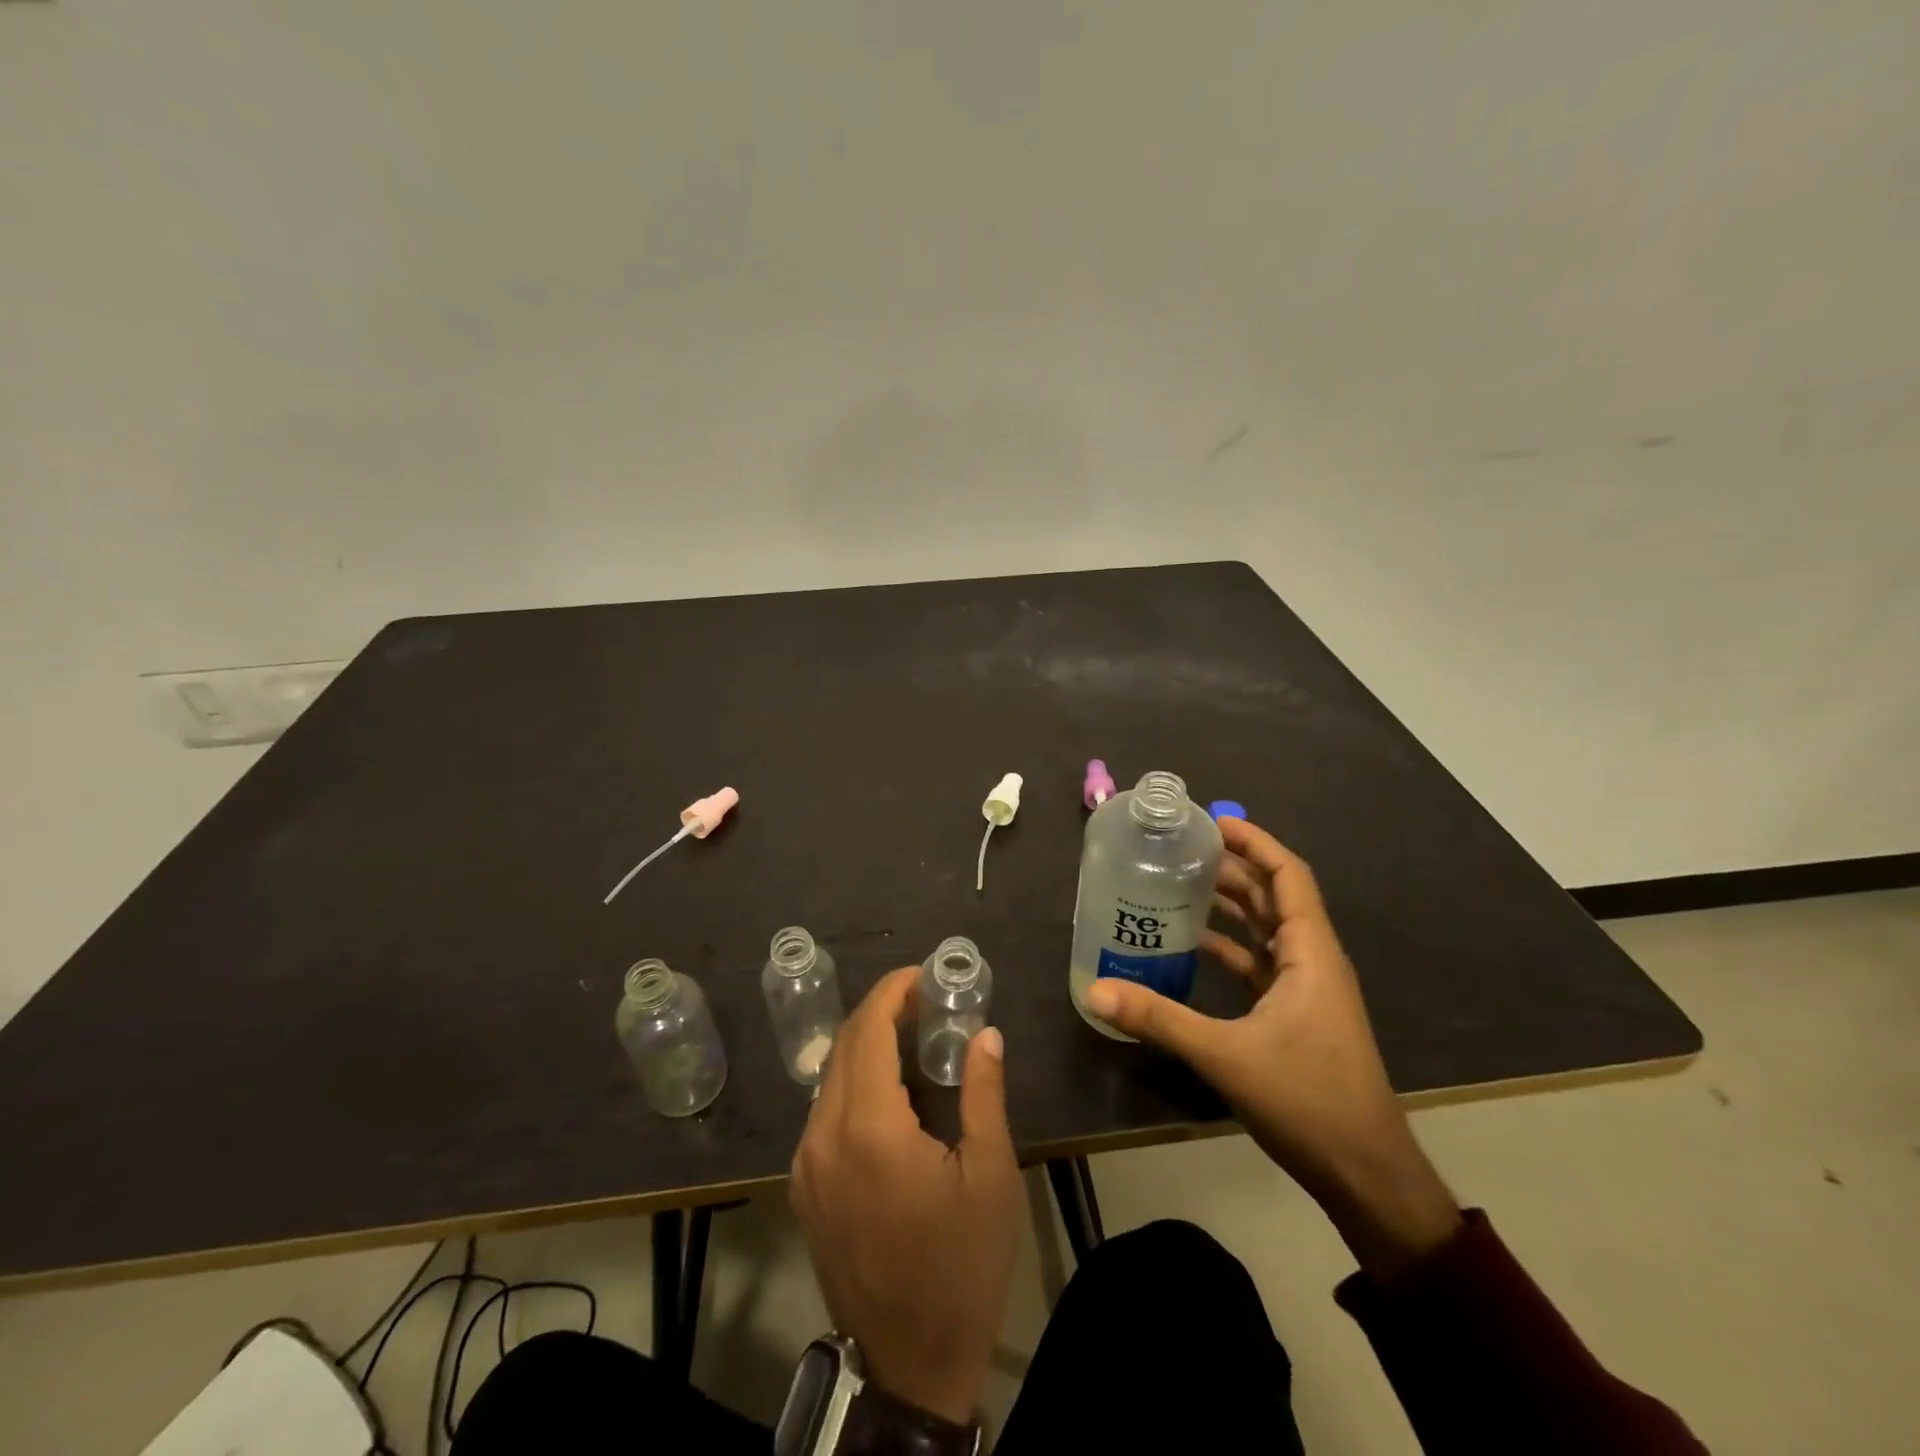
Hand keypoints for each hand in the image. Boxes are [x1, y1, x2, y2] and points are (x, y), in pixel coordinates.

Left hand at [790, 967, 1021, 1422]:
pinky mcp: (804, 1189)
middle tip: (923, 1001)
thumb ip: (985, 1093)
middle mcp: (823, 1138)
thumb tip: (986, 1033)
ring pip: (828, 1077)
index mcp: (869, 1129)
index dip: (891, 993)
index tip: (922, 976)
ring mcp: (806, 1165)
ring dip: (864, 1045)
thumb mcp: (990, 1176)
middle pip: (844, 1047)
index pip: (867, 1032)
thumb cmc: (961, 1266)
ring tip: (909, 1036)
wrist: (912, 1364)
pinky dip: (851, 1081)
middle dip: (880, 1012)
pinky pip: (822, 1112)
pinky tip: (886, 1089)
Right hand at [1084, 818, 1460, 1279]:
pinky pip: (1259, 961)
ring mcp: (1306, 988)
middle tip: (1180, 848)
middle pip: (1273, 895)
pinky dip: (1229, 945)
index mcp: (1310, 953)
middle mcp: (1312, 960)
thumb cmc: (1308, 1101)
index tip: (1212, 821)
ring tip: (1179, 882)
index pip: (1287, 875)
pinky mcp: (1295, 1013)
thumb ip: (1160, 1019)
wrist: (1365, 1174)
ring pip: (1266, 927)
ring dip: (1230, 903)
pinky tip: (1192, 944)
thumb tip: (1095, 991)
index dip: (1255, 841)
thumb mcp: (1227, 1056)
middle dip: (1232, 866)